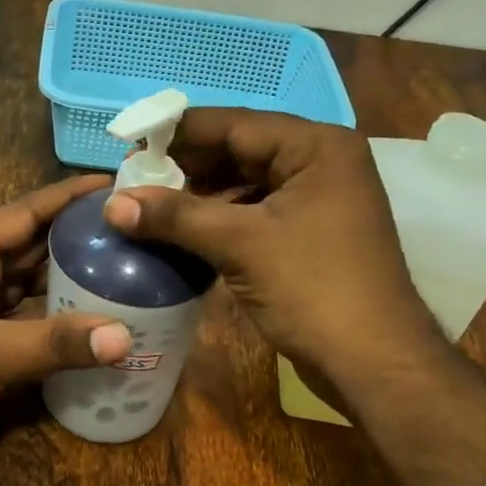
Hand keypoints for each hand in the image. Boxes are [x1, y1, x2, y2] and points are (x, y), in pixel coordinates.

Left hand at [0, 175, 133, 461]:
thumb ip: (55, 343)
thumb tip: (125, 337)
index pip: (26, 211)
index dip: (70, 196)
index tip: (117, 184)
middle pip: (32, 243)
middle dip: (77, 237)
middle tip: (133, 234)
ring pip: (29, 281)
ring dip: (68, 277)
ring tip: (122, 270)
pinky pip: (24, 315)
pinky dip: (54, 315)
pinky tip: (89, 319)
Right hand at [104, 110, 439, 402]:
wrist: (373, 361)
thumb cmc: (313, 288)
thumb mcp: (240, 244)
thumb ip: (176, 216)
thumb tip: (112, 203)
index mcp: (315, 146)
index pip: (234, 124)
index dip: (178, 133)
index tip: (129, 143)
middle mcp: (321, 162)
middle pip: (240, 151)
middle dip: (187, 169)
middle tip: (134, 183)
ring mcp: (318, 201)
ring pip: (246, 185)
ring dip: (200, 199)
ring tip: (149, 210)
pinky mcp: (311, 235)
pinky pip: (256, 214)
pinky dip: (221, 222)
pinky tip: (183, 235)